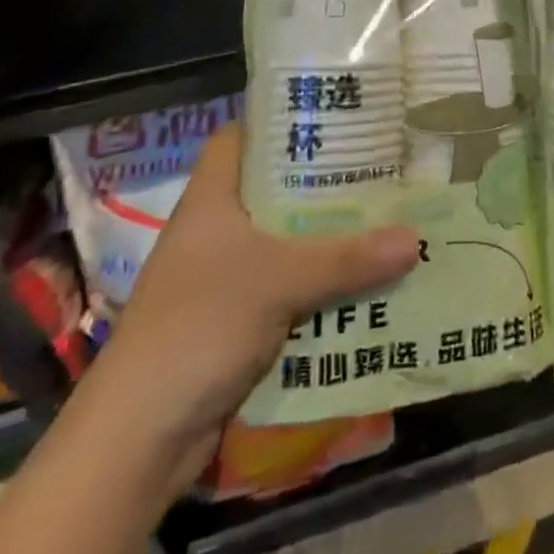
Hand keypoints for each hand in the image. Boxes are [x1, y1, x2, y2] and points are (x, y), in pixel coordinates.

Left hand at [73, 122, 421, 499]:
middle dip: (323, 182)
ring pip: (284, 241)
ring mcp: (222, 277)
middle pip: (273, 189)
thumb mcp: (279, 281)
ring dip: (327, 238)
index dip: (279, 120)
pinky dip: (318, 285)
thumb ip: (347, 259)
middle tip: (378, 166)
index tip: (331, 115)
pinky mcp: (234, 320)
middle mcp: (216, 229)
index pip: (240, 136)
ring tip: (384, 218)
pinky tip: (362, 281)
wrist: (138, 437)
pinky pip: (286, 287)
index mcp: (212, 198)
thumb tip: (415, 238)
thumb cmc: (200, 325)